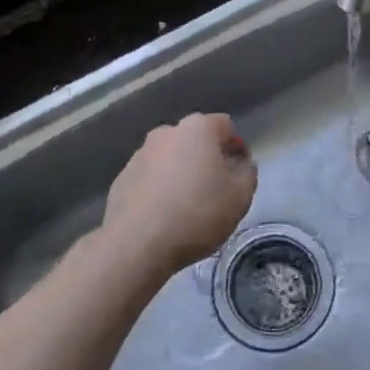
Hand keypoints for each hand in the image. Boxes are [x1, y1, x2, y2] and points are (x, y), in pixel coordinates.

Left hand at [103, 113, 257, 277]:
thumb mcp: (241, 195)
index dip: (237, 148)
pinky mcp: (122, 178)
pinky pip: (150, 178)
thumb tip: (241, 164)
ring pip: (170, 158)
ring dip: (181, 173)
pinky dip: (159, 189)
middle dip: (207, 159)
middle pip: (195, 140)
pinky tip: (164, 215)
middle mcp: (166, 132)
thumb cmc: (197, 212)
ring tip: (188, 206)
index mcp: (198, 128)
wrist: (137, 243)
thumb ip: (248, 173)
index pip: (226, 126)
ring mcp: (140, 154)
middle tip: (216, 190)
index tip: (239, 174)